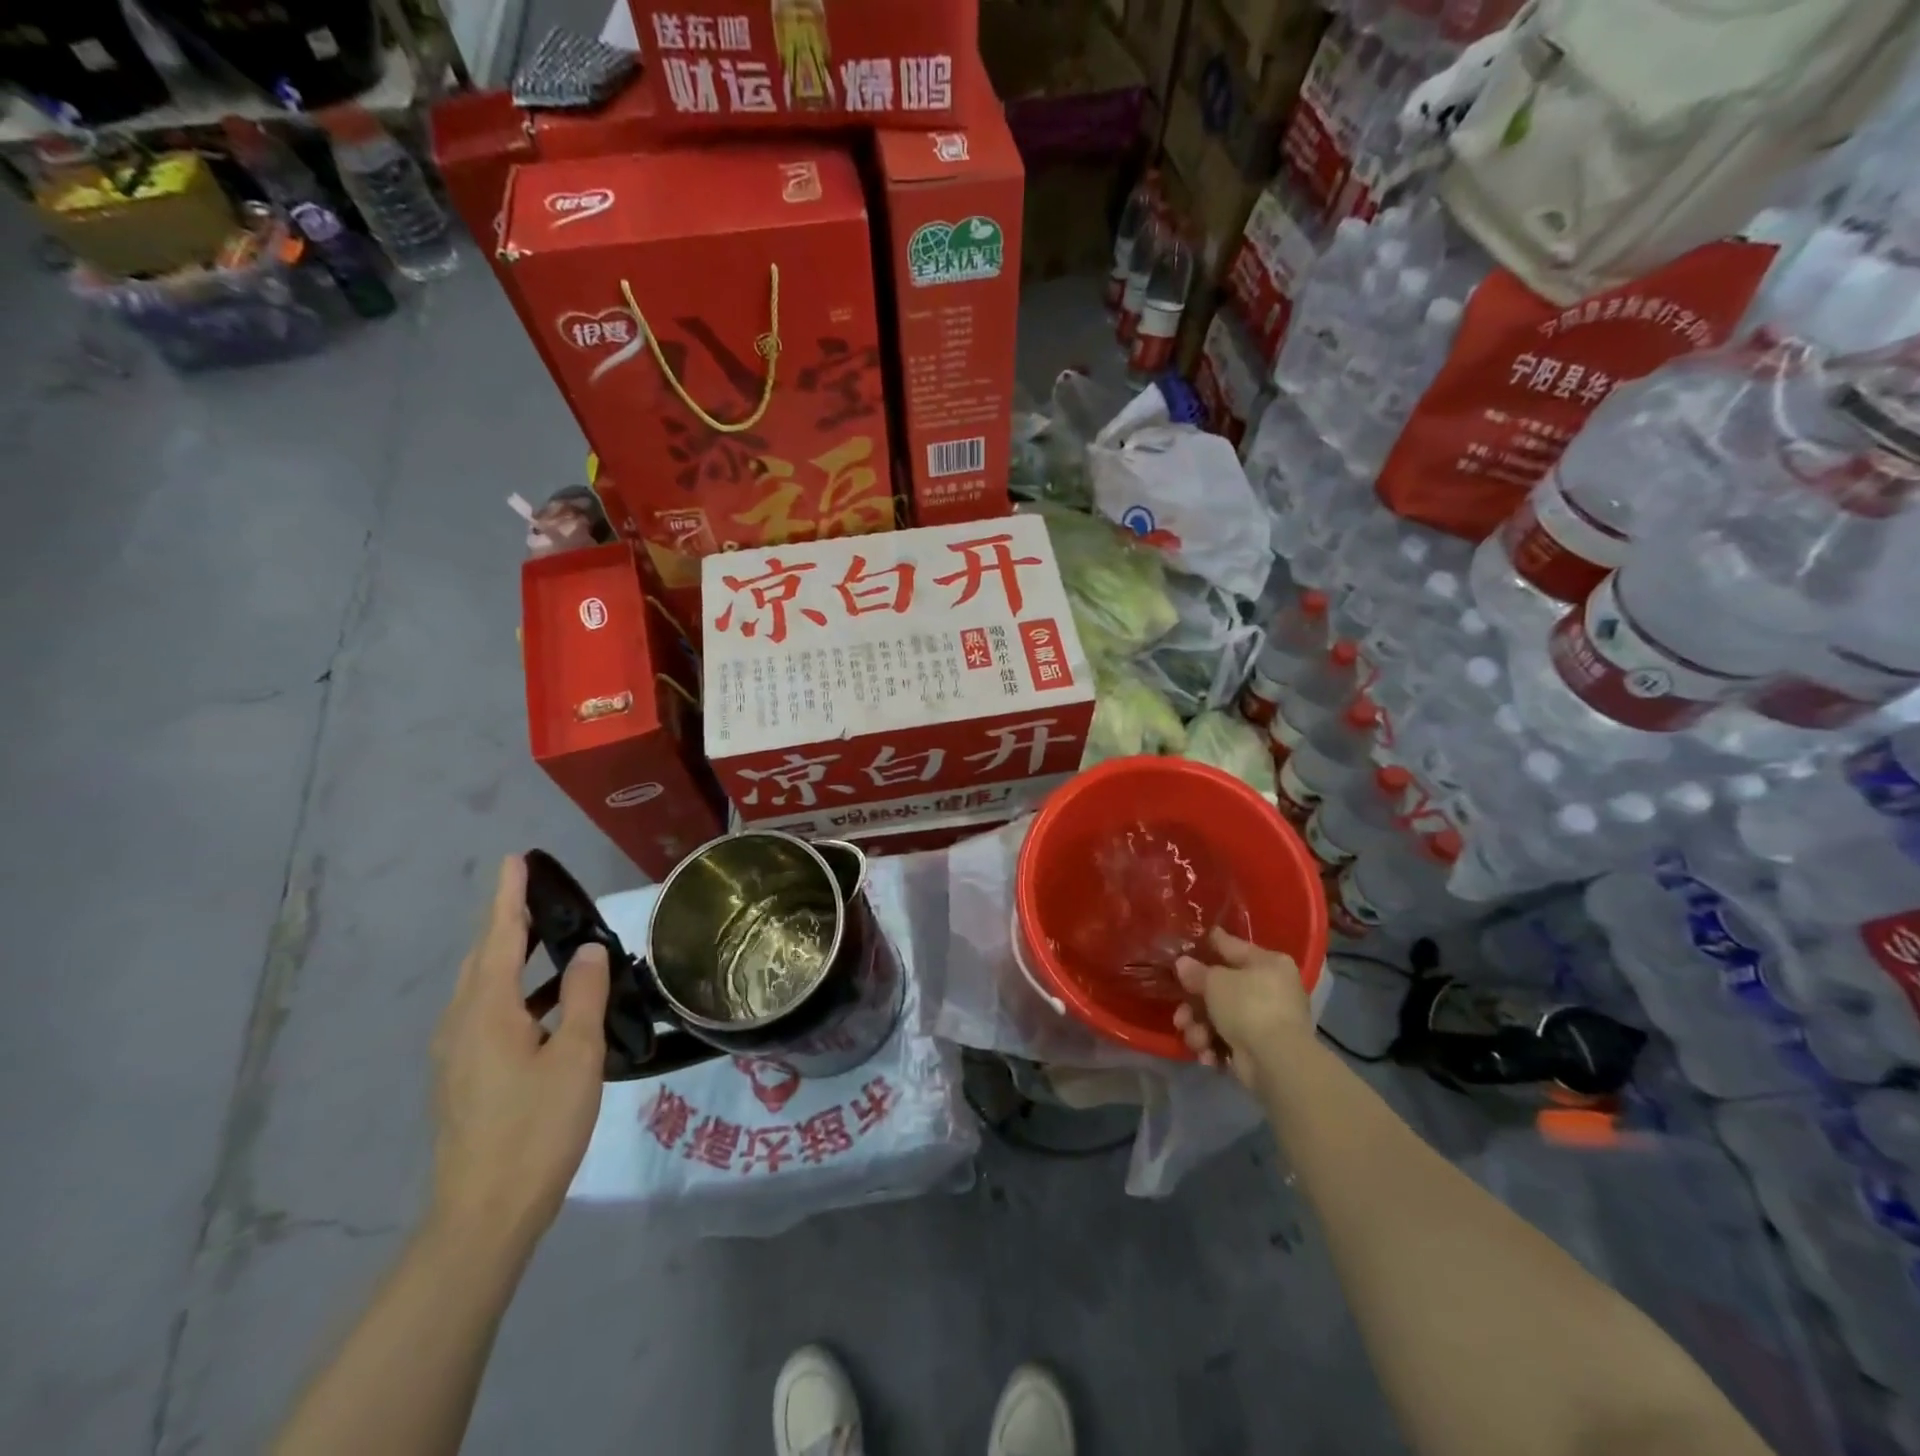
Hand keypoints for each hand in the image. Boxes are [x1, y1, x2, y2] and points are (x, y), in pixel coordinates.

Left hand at [429, 855, 608, 1258]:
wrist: (484, 1215)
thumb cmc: (536, 1127)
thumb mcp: (575, 1055)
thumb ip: (583, 996)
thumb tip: (586, 950)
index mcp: (487, 1011)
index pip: (501, 936)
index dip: (510, 896)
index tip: (515, 859)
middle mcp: (461, 1024)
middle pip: (485, 958)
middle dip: (510, 923)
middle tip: (543, 896)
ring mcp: (457, 1054)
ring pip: (484, 987)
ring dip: (515, 959)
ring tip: (556, 944)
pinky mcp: (464, 1078)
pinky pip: (487, 1013)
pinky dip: (516, 991)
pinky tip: (549, 1006)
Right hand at [1172, 929, 1310, 1087]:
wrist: (1276, 1061)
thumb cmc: (1248, 1006)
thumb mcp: (1215, 982)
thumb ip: (1196, 971)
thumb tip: (1183, 964)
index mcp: (1268, 963)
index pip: (1232, 946)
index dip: (1208, 943)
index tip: (1187, 941)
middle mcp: (1271, 989)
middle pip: (1221, 989)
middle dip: (1195, 1005)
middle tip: (1180, 1014)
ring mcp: (1267, 1020)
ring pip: (1220, 1017)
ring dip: (1200, 1029)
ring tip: (1195, 1038)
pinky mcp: (1260, 1048)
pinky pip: (1228, 1039)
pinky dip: (1214, 1046)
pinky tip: (1207, 1054)